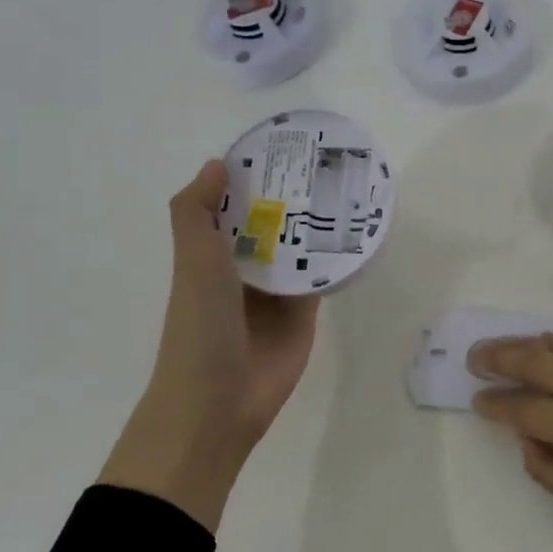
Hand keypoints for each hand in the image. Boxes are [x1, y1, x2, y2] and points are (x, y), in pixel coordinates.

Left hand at [100, 160, 319, 533]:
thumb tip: (217, 163)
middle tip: (330, 159)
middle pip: (273, 223)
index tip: (283, 145)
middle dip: (294, 196)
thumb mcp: (192, 263)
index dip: (254, 176)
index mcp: (212, 254)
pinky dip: (337, 257)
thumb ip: (196, 213)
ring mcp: (277, 291)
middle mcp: (244, 268)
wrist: (217, 405)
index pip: (235, 205)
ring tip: (351, 186)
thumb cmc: (199, 328)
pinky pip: (323, 277)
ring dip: (319, 223)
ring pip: (301, 247)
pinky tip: (360, 231)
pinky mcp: (305, 313)